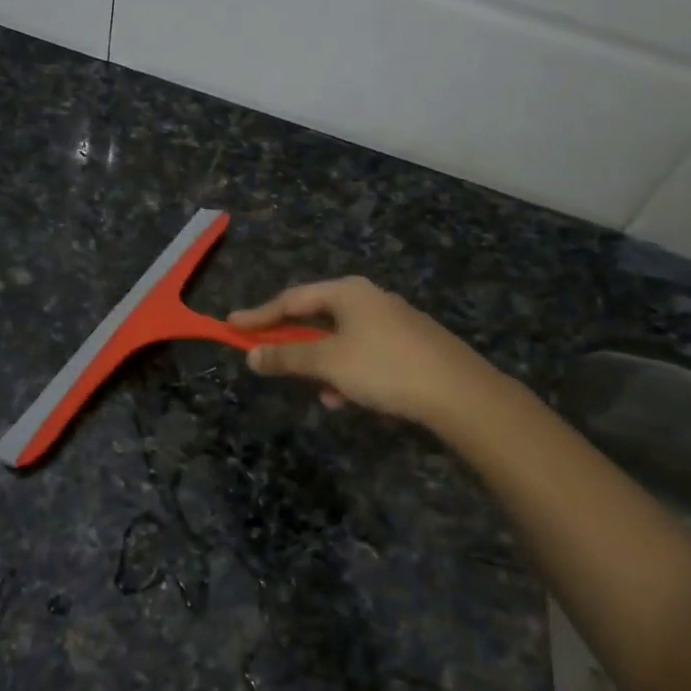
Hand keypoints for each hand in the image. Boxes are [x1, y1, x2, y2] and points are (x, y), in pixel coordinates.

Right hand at [228, 276, 506, 429]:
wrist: (459, 393)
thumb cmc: (384, 367)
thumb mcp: (327, 363)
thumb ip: (286, 357)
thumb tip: (252, 355)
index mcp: (347, 292)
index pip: (291, 299)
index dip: (259, 315)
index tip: (231, 326)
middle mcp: (370, 298)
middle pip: (317, 316)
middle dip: (293, 341)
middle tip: (268, 356)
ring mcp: (394, 320)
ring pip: (342, 339)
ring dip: (322, 363)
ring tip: (319, 392)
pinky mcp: (411, 345)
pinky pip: (365, 353)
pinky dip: (349, 371)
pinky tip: (350, 398)